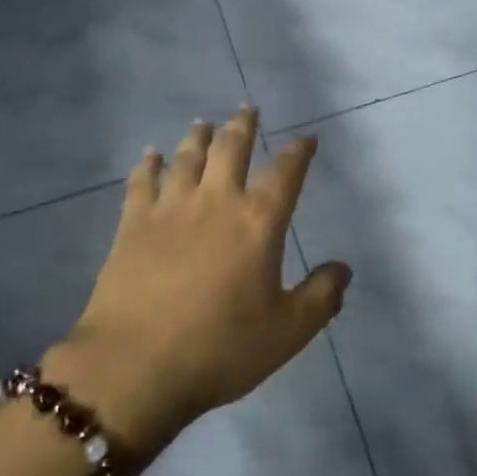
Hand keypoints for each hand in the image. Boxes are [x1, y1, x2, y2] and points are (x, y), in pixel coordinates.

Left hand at [45, 109, 348, 459]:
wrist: (137, 366)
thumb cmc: (221, 349)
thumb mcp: (287, 332)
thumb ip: (321, 297)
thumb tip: (344, 269)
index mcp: (258, 222)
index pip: (286, 174)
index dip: (298, 152)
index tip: (306, 138)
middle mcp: (216, 201)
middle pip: (232, 150)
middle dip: (243, 126)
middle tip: (247, 109)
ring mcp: (171, 208)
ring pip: (187, 157)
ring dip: (198, 137)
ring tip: (203, 123)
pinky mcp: (132, 224)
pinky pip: (141, 182)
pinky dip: (148, 165)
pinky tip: (149, 155)